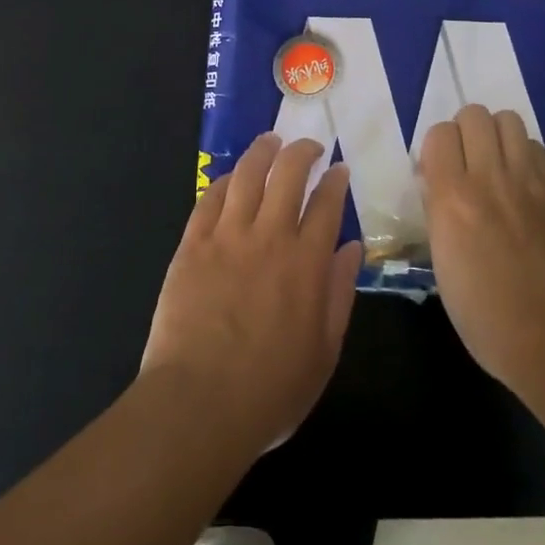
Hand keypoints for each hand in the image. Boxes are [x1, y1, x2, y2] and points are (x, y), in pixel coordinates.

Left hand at [141, 134, 362, 456]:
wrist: (199, 404)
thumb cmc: (270, 389)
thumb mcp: (324, 351)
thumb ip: (339, 294)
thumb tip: (353, 248)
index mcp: (307, 263)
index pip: (327, 204)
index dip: (335, 181)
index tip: (339, 169)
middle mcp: (270, 237)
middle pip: (289, 175)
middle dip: (303, 152)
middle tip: (309, 147)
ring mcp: (227, 237)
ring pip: (247, 176)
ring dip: (262, 152)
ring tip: (271, 141)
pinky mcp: (192, 245)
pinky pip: (208, 199)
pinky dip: (223, 182)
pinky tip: (229, 178)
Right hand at [420, 105, 544, 392]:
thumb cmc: (486, 317)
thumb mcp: (443, 267)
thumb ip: (439, 216)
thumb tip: (438, 189)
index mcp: (452, 199)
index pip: (438, 134)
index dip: (435, 148)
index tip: (436, 172)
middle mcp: (490, 178)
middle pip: (474, 114)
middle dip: (464, 132)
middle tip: (465, 162)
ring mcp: (530, 181)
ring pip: (509, 120)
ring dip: (496, 135)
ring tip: (495, 164)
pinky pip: (536, 147)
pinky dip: (524, 154)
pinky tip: (522, 182)